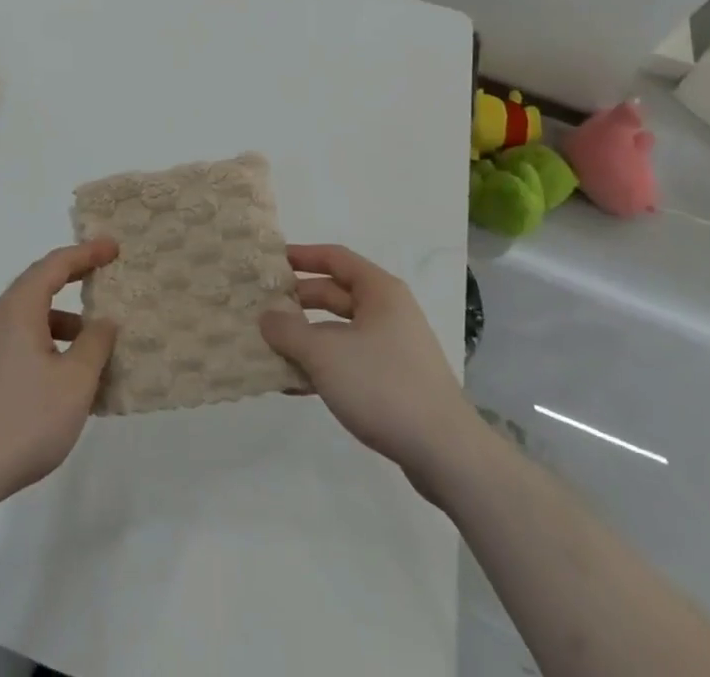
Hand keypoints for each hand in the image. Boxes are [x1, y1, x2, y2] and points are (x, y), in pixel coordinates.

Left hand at [0, 238, 119, 504]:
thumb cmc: (22, 419)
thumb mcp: (74, 383)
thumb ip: (94, 345)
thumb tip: (104, 321)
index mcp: (20, 308)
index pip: (56, 264)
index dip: (87, 253)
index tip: (114, 248)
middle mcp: (0, 317)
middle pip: (41, 284)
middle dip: (75, 279)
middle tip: (106, 276)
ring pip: (33, 318)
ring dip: (65, 321)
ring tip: (96, 343)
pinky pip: (24, 342)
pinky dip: (50, 345)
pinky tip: (68, 378)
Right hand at [260, 244, 477, 480]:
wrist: (446, 453)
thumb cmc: (383, 385)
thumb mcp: (325, 354)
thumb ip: (288, 331)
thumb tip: (266, 316)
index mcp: (379, 291)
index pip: (335, 258)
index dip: (302, 256)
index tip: (272, 260)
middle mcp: (389, 312)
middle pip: (335, 294)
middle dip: (299, 301)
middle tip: (263, 307)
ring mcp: (394, 348)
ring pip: (340, 332)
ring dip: (307, 338)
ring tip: (271, 348)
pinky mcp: (394, 382)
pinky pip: (350, 361)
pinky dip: (324, 366)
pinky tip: (296, 384)